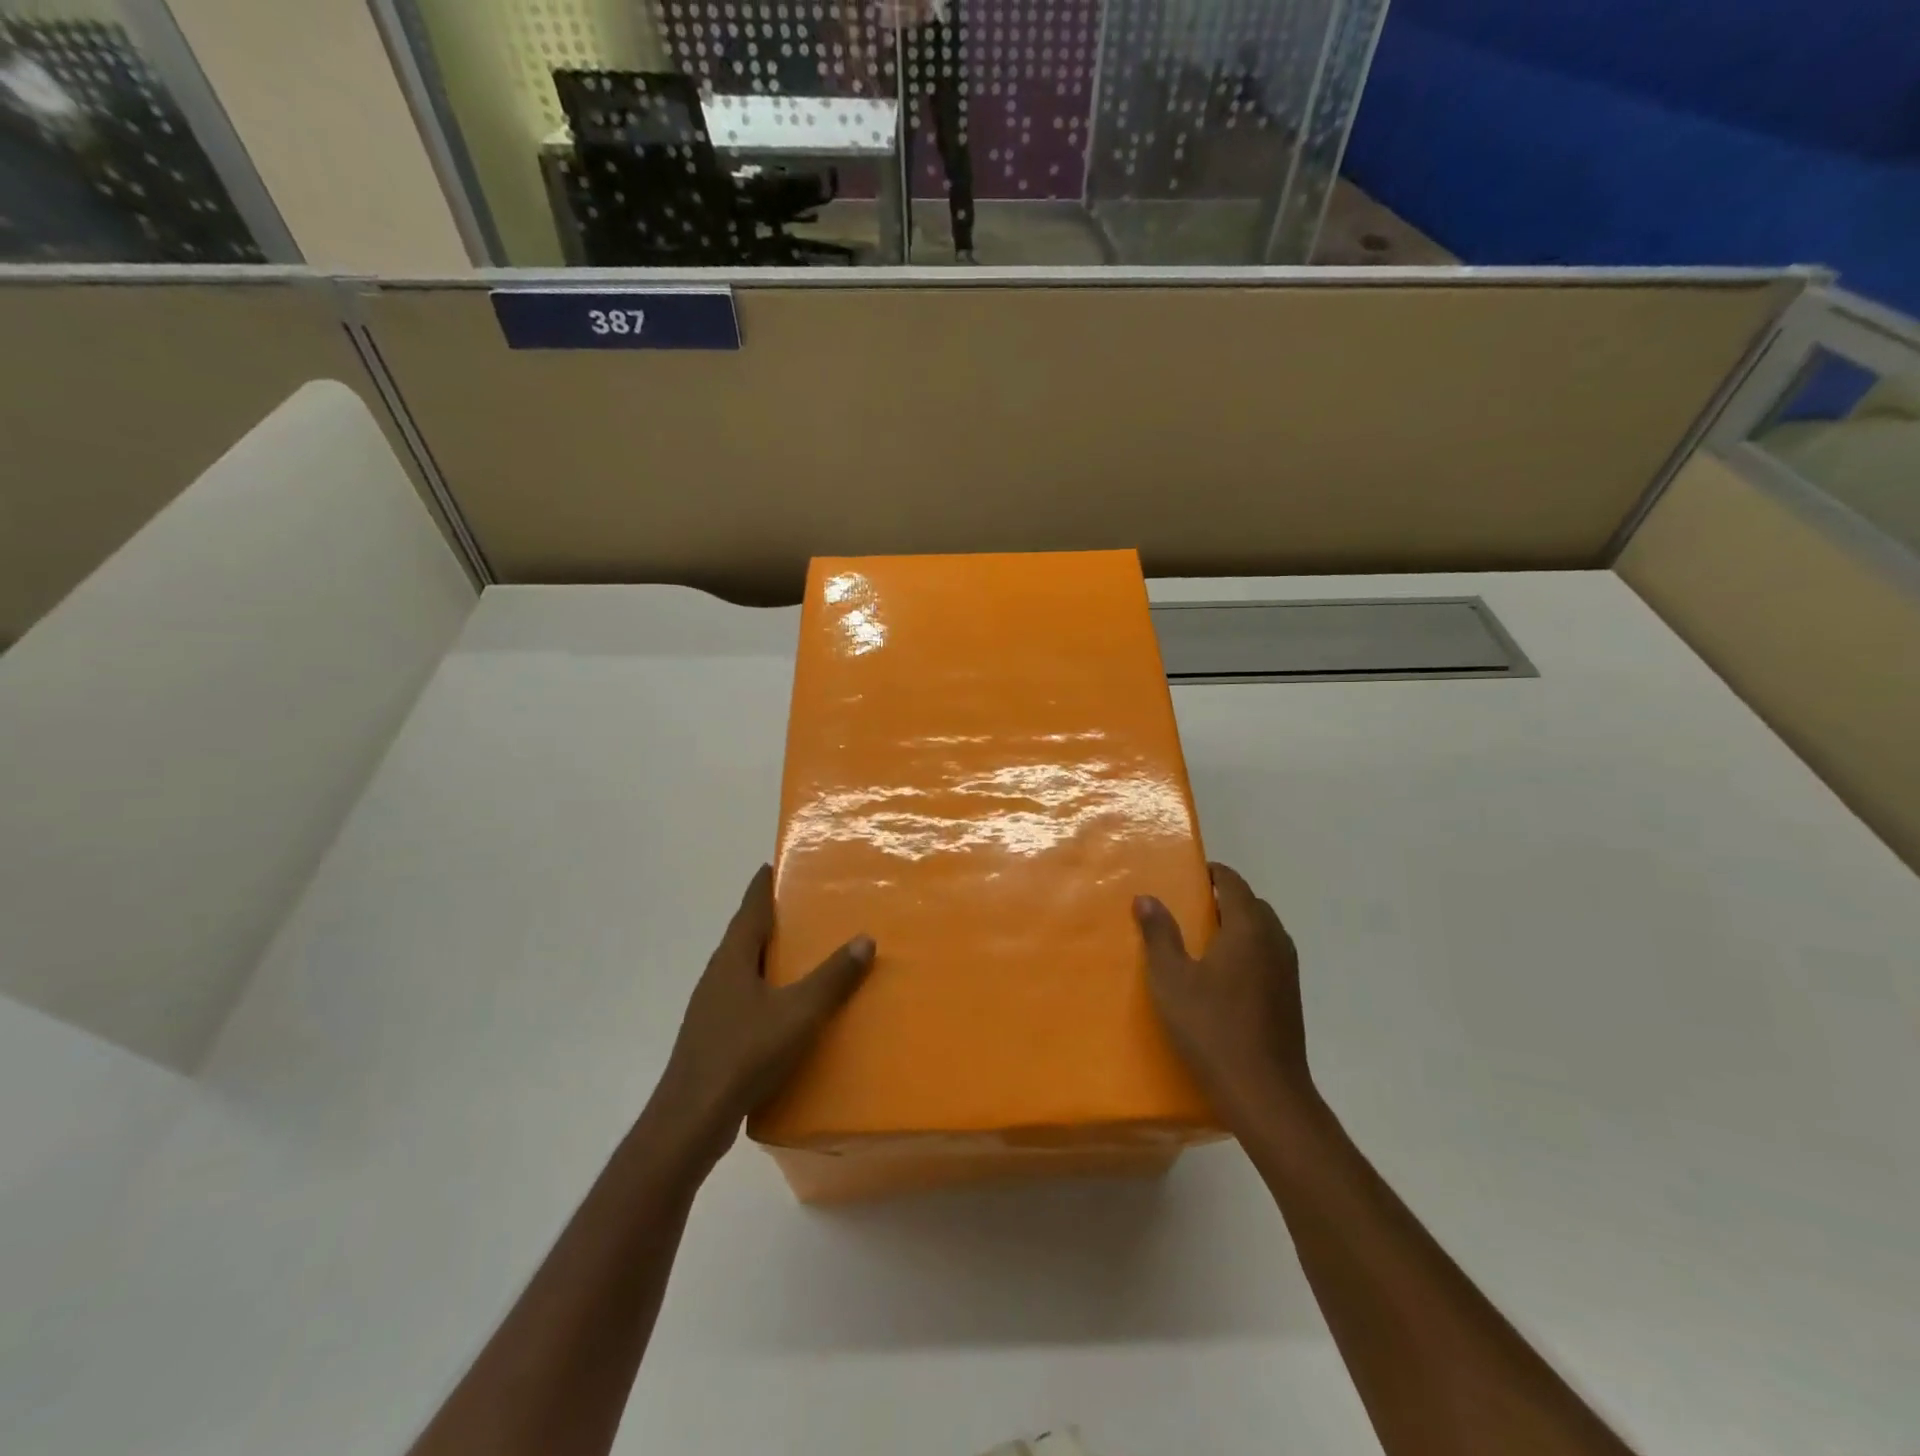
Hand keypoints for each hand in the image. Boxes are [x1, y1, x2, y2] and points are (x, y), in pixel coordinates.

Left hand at [650, 866, 873, 1167]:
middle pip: (746, 936)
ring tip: (803, 956)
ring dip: (769, 957)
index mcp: (733, 958)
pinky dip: (767, 991)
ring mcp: (711, 1008)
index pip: (750, 908)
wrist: (691, 1120)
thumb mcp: (798, 1013)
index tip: (775, 864)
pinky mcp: (713, 1037)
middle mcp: (718, 975)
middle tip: (805, 909)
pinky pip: (745, 999)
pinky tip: (786, 1009)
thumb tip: (865, 938)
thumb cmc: (743, 1054)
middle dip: (772, 920)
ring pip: (744, 969)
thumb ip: (832, 977)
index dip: (763, 886)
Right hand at [1134, 863, 1314, 1131]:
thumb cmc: (1212, 1028)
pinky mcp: (1290, 997)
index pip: (1233, 883)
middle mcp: (1275, 941)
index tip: (1188, 874)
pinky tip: (1224, 975)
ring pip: (1264, 931)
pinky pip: (1269, 955)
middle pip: (1252, 904)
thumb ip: (1159, 935)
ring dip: (1238, 925)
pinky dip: (1248, 949)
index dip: (1212, 873)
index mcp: (1248, 928)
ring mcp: (1288, 970)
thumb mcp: (1171, 979)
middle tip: (1190, 907)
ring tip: (1204, 939)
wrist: (1264, 1092)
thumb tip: (1146, 898)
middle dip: (1224, 898)